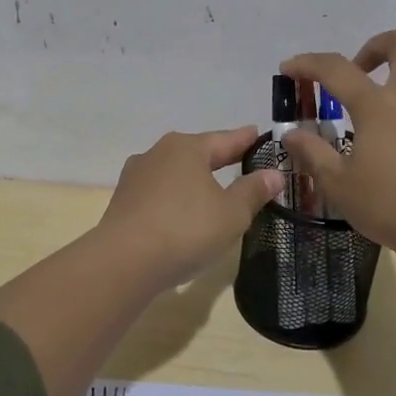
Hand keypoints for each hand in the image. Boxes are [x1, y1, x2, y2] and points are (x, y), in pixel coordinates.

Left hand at [97, 126, 285, 288]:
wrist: (123, 262)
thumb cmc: (185, 230)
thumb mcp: (231, 213)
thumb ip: (253, 191)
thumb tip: (273, 173)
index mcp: (187, 148)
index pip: (225, 139)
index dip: (244, 139)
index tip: (257, 134)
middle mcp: (158, 153)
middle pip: (196, 152)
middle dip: (217, 157)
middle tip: (239, 159)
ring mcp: (136, 177)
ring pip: (174, 172)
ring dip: (193, 179)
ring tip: (210, 188)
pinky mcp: (123, 202)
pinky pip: (158, 193)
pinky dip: (175, 198)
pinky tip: (181, 212)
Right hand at [280, 29, 395, 264]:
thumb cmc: (390, 206)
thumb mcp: (338, 185)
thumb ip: (312, 153)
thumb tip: (291, 133)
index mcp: (378, 105)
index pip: (337, 68)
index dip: (308, 63)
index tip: (289, 69)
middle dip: (376, 45)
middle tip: (358, 71)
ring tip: (385, 94)